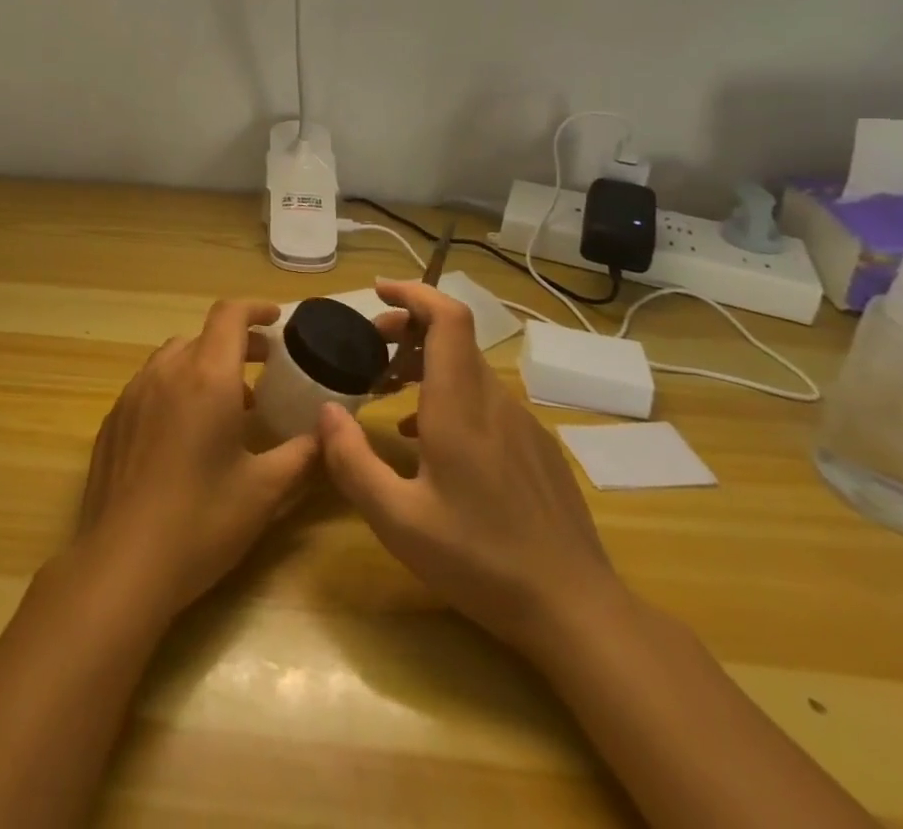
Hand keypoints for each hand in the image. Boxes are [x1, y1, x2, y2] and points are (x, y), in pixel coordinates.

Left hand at [73, 300, 320, 619]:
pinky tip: (185, 431)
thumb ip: (301, 455)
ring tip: (228, 403)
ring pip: (173, 357)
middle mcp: (166, 372)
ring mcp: (133, 394)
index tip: (278, 320)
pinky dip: (176, 386)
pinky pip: (150, 384)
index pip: (230, 315)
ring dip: (204, 364)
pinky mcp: (113, 419)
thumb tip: (328, 435)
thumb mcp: (264, 492)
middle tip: (265, 367)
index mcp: (207, 377)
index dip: (256, 309)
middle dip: (237, 343)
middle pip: (203, 335)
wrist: (121, 564)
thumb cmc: (201, 522)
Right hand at [318, 278, 620, 654]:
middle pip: (453, 337)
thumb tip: (326, 412)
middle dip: (405, 328)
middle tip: (368, 350)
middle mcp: (495, 401)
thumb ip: (352, 461)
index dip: (414, 293)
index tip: (378, 291)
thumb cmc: (480, 560)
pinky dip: (450, 393)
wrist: (577, 610)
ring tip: (388, 391)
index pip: (447, 319)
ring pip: (468, 368)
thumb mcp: (397, 520)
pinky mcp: (537, 448)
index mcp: (460, 406)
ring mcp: (523, 424)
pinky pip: (486, 399)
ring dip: (424, 363)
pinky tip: (430, 439)